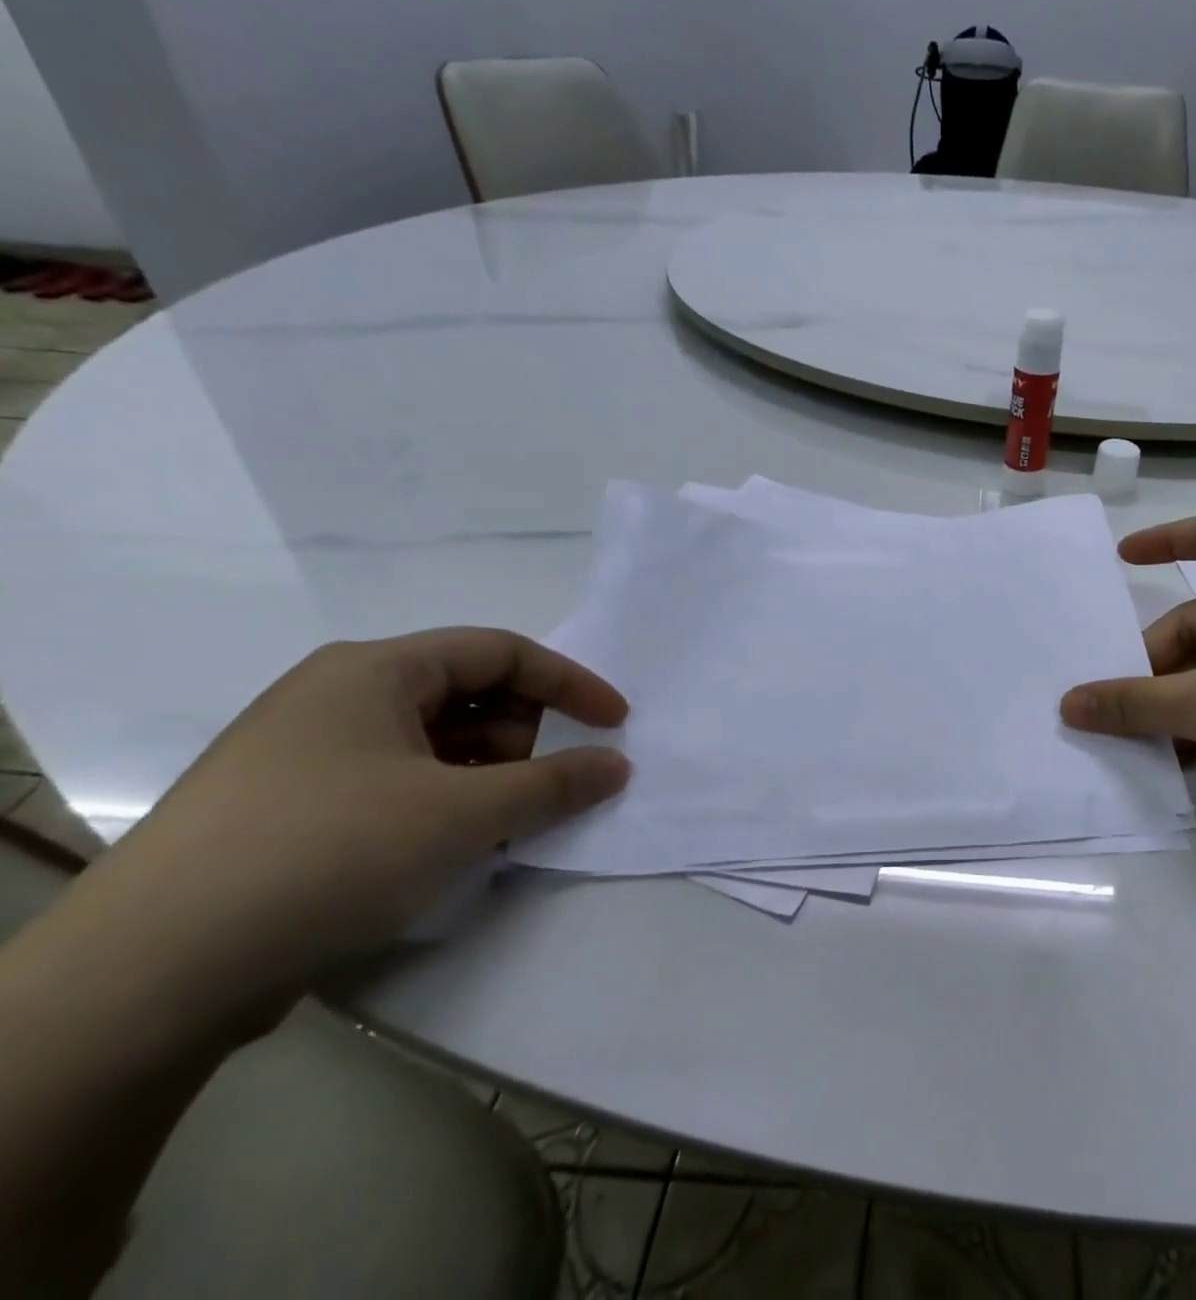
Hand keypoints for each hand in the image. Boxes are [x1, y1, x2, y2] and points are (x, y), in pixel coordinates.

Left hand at [77, 629, 630, 1007]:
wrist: (145, 978)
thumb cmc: (328, 855)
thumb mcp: (463, 814)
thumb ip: (554, 783)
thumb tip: (616, 765)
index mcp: (374, 670)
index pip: (501, 652)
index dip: (570, 684)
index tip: (616, 724)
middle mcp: (337, 695)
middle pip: (467, 693)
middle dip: (521, 736)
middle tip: (540, 790)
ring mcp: (305, 752)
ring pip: (431, 741)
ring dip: (483, 775)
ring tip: (495, 827)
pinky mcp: (288, 806)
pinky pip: (395, 780)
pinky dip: (440, 801)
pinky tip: (445, 847)